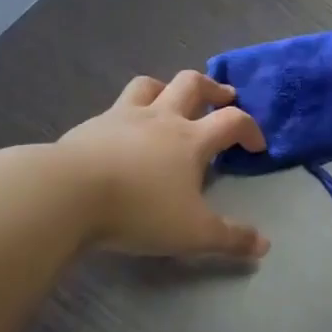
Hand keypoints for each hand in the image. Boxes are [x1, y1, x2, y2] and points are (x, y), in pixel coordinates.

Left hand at [58, 71, 270, 259]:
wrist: (66, 194)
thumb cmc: (138, 209)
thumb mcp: (192, 233)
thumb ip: (230, 238)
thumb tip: (264, 246)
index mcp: (191, 139)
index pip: (232, 121)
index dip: (250, 129)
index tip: (256, 145)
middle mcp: (161, 118)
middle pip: (192, 85)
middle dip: (213, 88)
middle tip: (224, 96)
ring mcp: (123, 117)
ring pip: (150, 85)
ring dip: (167, 88)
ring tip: (172, 99)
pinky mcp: (90, 126)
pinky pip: (115, 107)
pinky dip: (128, 112)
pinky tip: (123, 131)